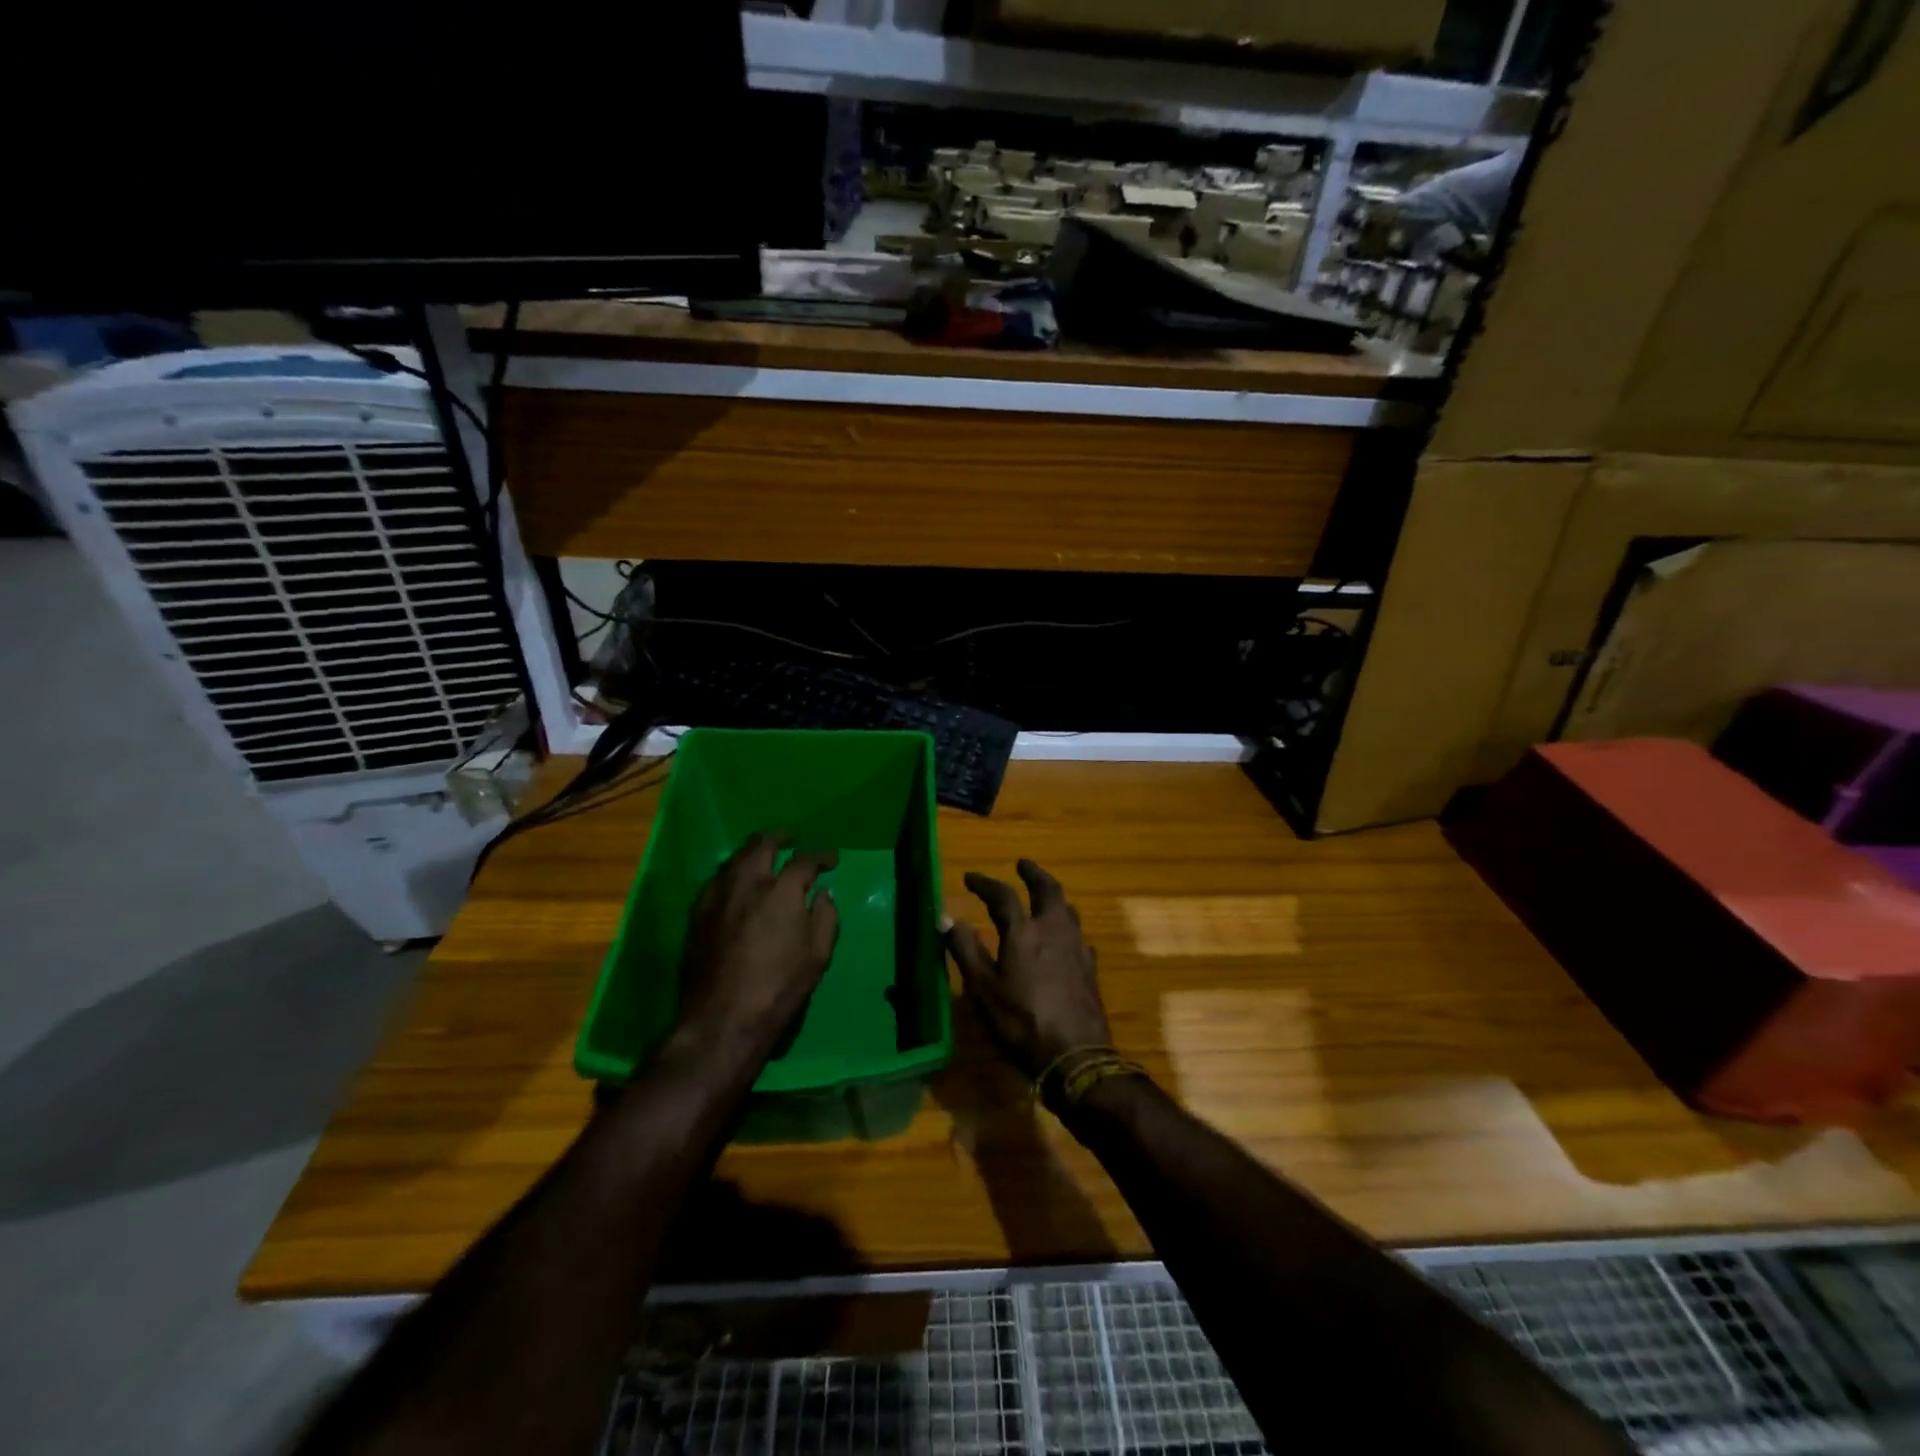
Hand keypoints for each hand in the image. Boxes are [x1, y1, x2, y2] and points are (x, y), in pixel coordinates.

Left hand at [675, 834, 839, 1060]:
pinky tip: (736, 881)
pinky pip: (717, 880)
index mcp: (781, 892)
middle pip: (762, 846)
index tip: (831, 859)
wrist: (722, 1019)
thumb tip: (823, 894)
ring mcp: (718, 897)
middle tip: (790, 837)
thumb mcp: (817, 956)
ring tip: (762, 852)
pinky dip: (732, 872)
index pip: (805, 860)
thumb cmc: (779, 988)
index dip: (821, 856)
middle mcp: (748, 884)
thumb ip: (825, 918)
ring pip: (735, 859)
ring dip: (752, 851)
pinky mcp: (698, 914)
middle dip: (779, 838)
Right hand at [945, 859, 1109, 1079]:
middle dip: (1034, 874)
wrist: (1077, 1056)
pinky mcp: (1090, 968)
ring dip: (1053, 898)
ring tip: (1043, 899)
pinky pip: (1078, 936)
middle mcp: (1054, 931)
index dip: (985, 883)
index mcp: (1024, 933)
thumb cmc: (1022, 1023)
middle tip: (1023, 865)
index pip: (1003, 896)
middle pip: (1048, 891)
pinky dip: (1066, 928)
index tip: (970, 877)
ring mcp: (1077, 949)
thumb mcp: (984, 990)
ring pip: (1068, 911)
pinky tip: (1064, 941)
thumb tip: (946, 917)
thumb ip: (966, 950)